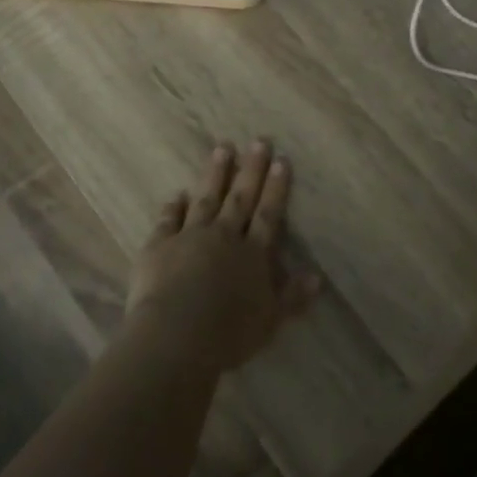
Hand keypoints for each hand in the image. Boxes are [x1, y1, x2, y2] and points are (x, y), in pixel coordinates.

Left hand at [125, 141, 320, 371]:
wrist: (175, 336)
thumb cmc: (228, 334)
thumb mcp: (269, 320)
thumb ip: (292, 297)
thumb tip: (317, 277)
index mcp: (253, 255)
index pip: (268, 214)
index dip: (276, 188)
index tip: (281, 160)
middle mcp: (224, 237)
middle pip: (240, 198)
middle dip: (250, 169)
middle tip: (258, 141)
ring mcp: (189, 237)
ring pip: (206, 199)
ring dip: (215, 174)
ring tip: (222, 148)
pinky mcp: (159, 246)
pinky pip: (168, 220)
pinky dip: (173, 206)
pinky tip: (177, 194)